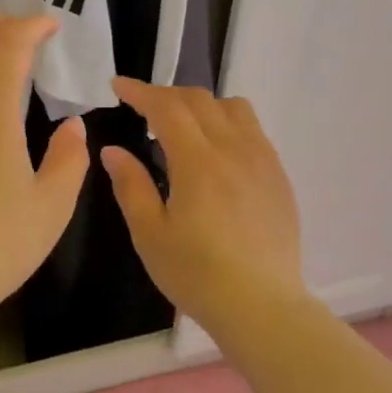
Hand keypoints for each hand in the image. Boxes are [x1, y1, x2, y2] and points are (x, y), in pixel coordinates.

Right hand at [101, 78, 305, 333]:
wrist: (260, 305)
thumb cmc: (196, 274)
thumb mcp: (149, 234)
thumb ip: (130, 186)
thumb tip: (113, 150)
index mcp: (198, 162)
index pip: (167, 107)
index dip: (140, 92)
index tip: (118, 86)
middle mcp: (234, 150)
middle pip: (200, 100)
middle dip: (166, 95)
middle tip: (142, 107)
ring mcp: (262, 161)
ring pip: (233, 108)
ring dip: (201, 105)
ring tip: (181, 127)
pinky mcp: (278, 177)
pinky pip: (253, 131)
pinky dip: (227, 124)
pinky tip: (214, 153)